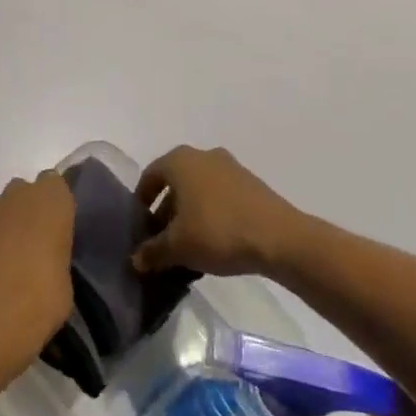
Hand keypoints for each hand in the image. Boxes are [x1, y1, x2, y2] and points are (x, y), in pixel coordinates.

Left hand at [0, 170, 74, 375]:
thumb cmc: (39, 300)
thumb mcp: (66, 281)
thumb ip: (56, 256)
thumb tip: (46, 261)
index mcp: (51, 200)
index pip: (55, 184)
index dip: (56, 205)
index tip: (59, 230)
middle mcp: (17, 195)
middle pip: (25, 192)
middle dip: (29, 212)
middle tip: (36, 247)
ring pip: (0, 209)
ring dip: (5, 226)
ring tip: (9, 263)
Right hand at [132, 146, 306, 277]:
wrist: (279, 237)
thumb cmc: (217, 232)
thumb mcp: (177, 247)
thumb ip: (152, 251)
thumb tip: (135, 260)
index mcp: (179, 161)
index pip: (150, 176)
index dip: (141, 201)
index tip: (140, 226)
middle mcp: (203, 155)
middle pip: (175, 182)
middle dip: (166, 210)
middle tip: (162, 239)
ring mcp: (230, 167)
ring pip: (199, 189)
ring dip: (189, 213)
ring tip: (188, 245)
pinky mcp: (250, 183)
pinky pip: (220, 196)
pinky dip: (211, 213)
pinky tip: (214, 242)